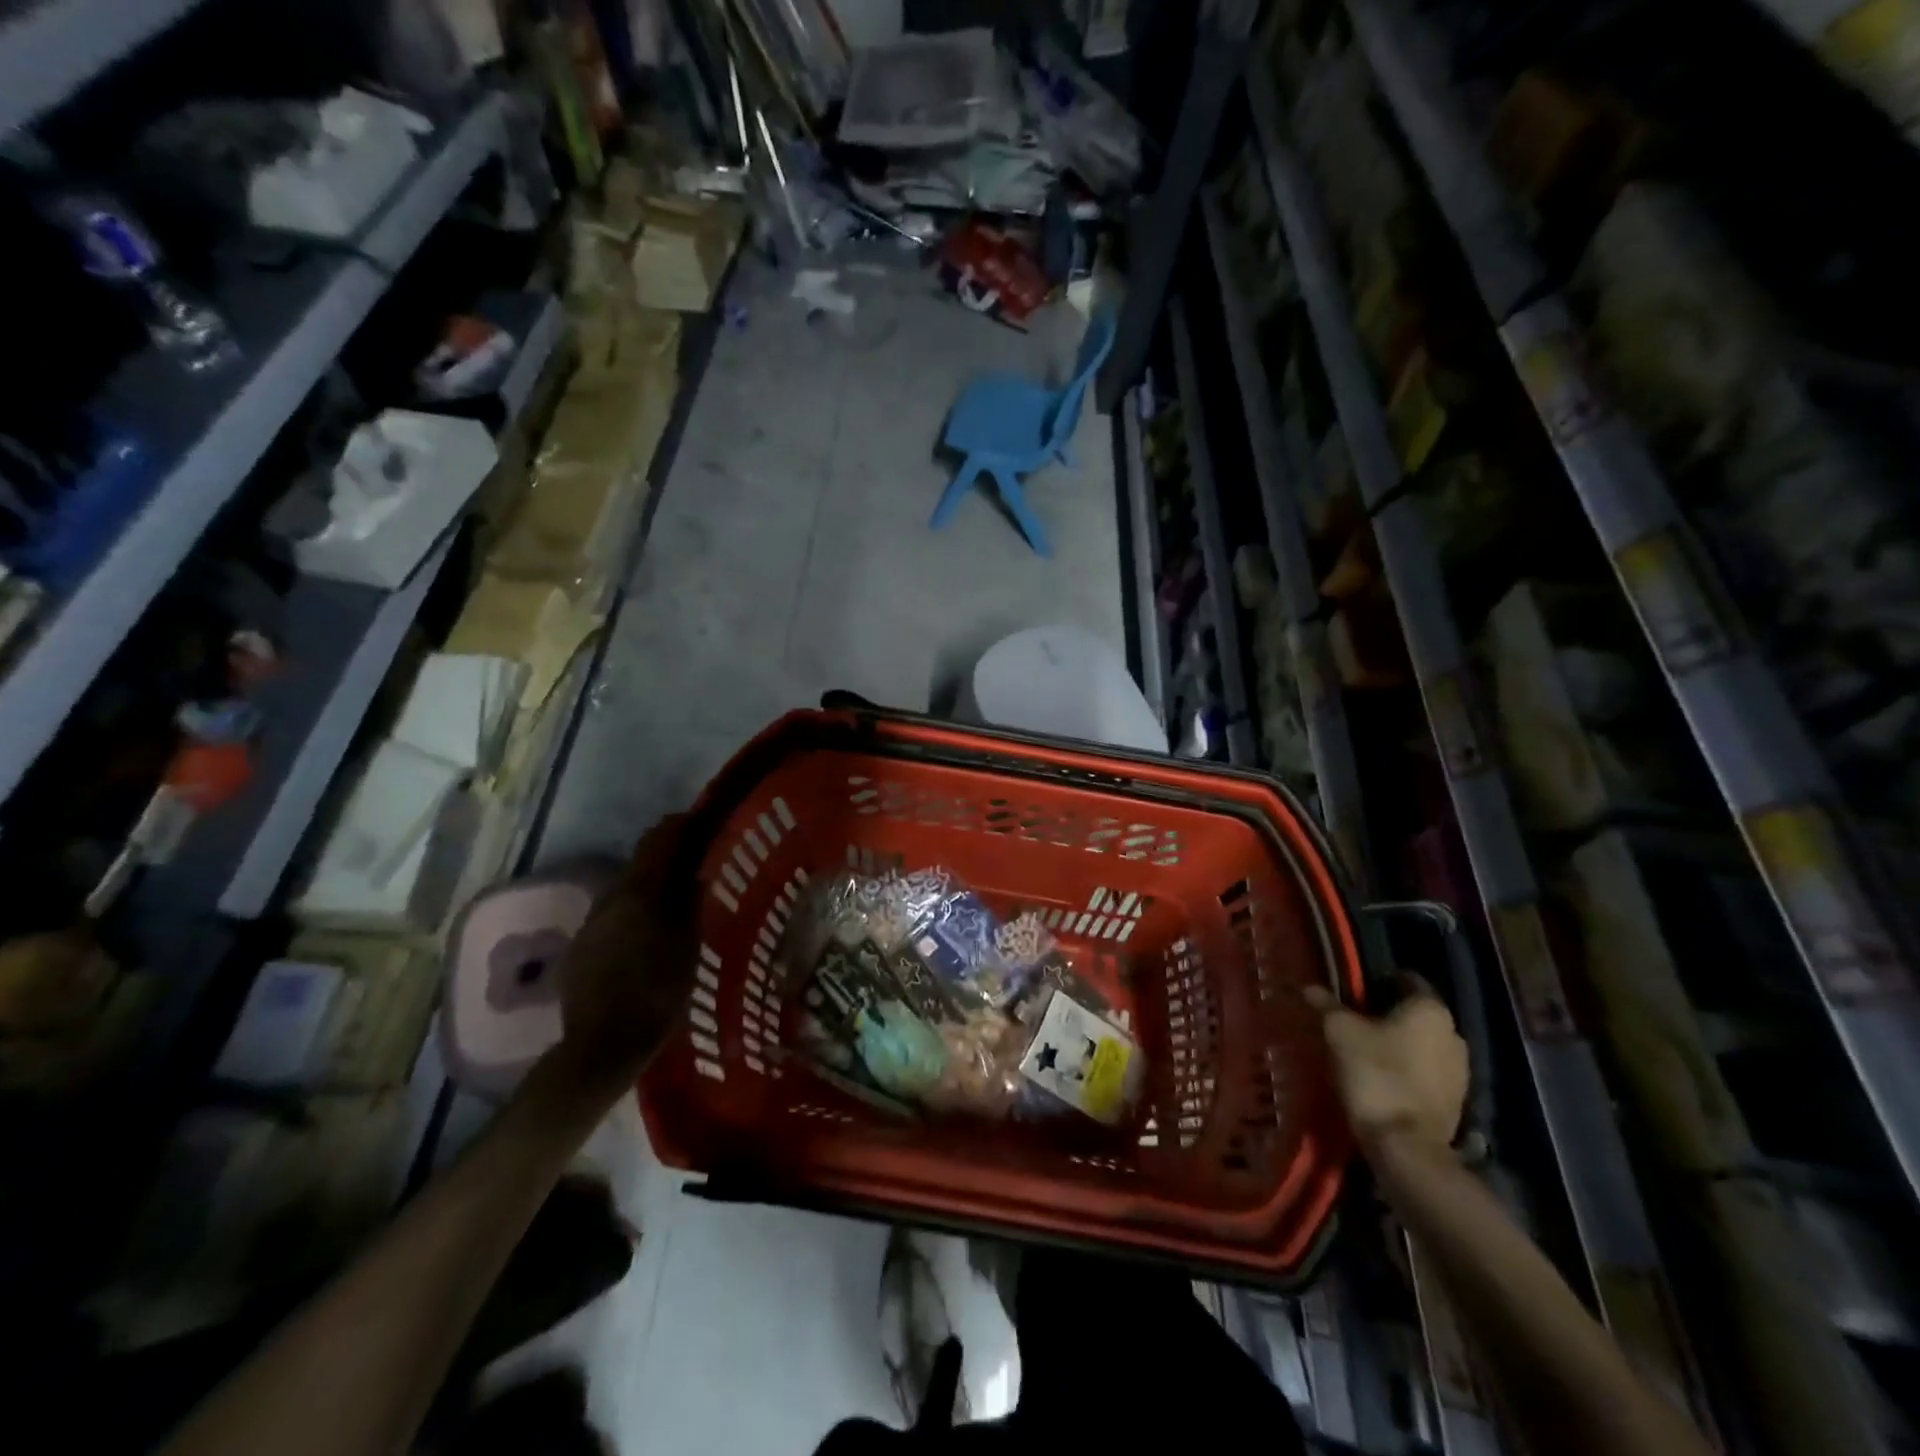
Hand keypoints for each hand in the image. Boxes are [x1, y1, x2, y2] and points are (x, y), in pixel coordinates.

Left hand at [551, 816, 698, 1098]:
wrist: (603, 1046)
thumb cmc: (657, 992)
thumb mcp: (689, 945)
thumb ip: (690, 902)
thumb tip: (696, 870)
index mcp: (638, 892)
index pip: (659, 839)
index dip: (681, 825)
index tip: (702, 821)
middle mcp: (609, 899)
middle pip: (641, 864)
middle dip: (669, 860)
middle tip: (698, 866)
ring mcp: (591, 926)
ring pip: (627, 893)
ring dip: (651, 890)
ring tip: (677, 907)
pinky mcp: (580, 951)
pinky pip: (614, 920)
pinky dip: (636, 917)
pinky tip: (649, 940)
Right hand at [1304, 978, 1468, 1153]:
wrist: (1405, 1146)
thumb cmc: (1374, 1073)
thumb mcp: (1339, 1031)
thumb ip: (1326, 1005)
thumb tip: (1309, 987)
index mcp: (1430, 1009)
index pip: (1406, 978)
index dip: (1377, 980)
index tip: (1352, 990)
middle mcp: (1454, 1033)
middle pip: (1414, 1012)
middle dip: (1386, 1013)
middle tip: (1352, 1019)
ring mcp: (1460, 1070)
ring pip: (1422, 1043)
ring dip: (1397, 1043)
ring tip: (1363, 1050)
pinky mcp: (1456, 1100)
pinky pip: (1427, 1071)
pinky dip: (1406, 1069)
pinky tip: (1380, 1077)